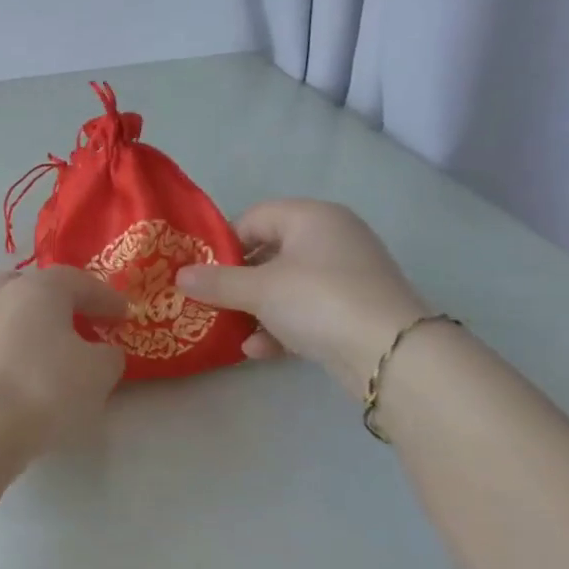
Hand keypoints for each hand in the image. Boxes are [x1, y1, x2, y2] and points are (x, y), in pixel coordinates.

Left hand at [0, 268, 126, 450]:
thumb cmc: (46, 385)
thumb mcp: (98, 371)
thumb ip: (109, 355)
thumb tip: (102, 352)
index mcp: (38, 287)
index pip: (78, 281)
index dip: (106, 297)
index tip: (125, 315)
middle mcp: (3, 298)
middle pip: (33, 287)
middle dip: (59, 300)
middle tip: (82, 320)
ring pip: (13, 314)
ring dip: (37, 327)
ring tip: (61, 352)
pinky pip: (2, 344)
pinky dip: (21, 351)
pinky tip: (36, 373)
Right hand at [176, 200, 428, 399]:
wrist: (389, 352)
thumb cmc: (317, 300)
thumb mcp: (258, 289)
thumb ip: (216, 282)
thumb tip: (179, 275)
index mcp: (312, 217)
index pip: (255, 217)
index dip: (224, 244)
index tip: (202, 273)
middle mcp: (332, 238)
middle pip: (269, 253)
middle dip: (238, 281)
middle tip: (210, 302)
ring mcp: (346, 275)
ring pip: (286, 286)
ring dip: (256, 309)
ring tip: (231, 330)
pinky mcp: (353, 309)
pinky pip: (306, 310)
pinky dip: (281, 327)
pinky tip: (259, 351)